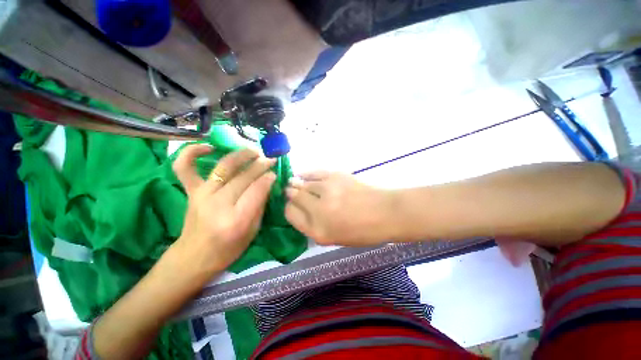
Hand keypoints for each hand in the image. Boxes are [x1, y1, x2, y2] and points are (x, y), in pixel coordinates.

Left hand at [171, 144, 276, 276]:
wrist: (194, 256)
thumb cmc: (228, 248)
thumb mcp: (253, 230)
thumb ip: (260, 204)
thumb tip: (267, 182)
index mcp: (236, 219)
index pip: (257, 190)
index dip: (268, 178)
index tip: (275, 172)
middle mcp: (218, 204)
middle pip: (243, 177)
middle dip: (260, 165)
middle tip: (270, 159)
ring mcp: (202, 195)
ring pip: (223, 167)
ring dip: (241, 155)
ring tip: (253, 151)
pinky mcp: (191, 192)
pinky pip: (184, 167)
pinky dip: (192, 152)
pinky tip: (209, 147)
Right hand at [285, 171, 395, 245]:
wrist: (385, 213)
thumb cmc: (362, 231)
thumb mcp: (334, 237)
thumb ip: (313, 224)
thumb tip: (299, 207)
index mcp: (318, 231)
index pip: (290, 214)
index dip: (289, 208)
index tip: (291, 204)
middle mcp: (319, 210)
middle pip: (294, 196)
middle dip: (291, 194)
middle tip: (290, 191)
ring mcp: (327, 191)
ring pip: (302, 183)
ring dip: (298, 183)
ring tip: (295, 182)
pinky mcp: (335, 176)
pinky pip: (314, 173)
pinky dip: (306, 174)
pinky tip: (302, 175)